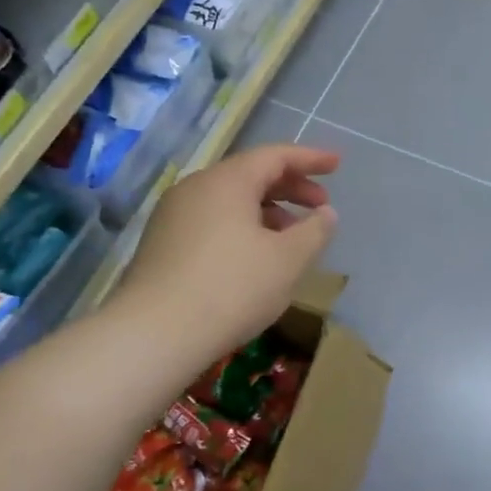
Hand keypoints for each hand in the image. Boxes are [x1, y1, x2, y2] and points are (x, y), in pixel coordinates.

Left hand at [112, 144, 339, 361]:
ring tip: (292, 236)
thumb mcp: (288, 260)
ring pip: (230, 200)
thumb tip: (325, 214)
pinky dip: (242, 227)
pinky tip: (256, 256)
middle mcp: (196, 188)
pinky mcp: (162, 244)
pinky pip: (212, 221)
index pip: (275, 156)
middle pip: (251, 175)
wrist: (154, 335)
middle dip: (291, 187)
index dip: (310, 159)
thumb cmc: (232, 288)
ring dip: (268, 210)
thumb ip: (315, 231)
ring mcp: (173, 215)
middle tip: (321, 205)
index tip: (337, 164)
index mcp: (227, 181)